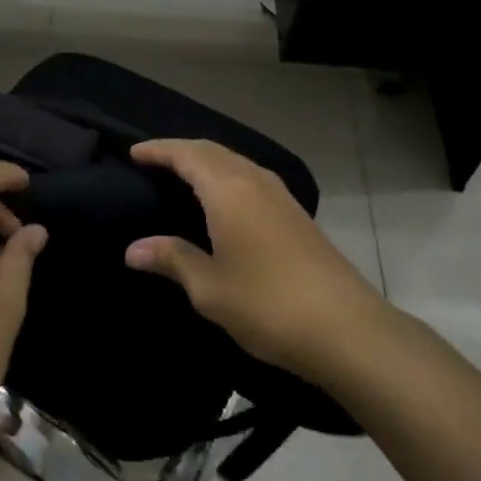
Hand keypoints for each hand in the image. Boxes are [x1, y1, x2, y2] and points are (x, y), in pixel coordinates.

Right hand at [125, 139, 389, 385]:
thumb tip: (133, 249)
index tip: (133, 152)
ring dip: (207, 162)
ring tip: (181, 177)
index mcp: (229, 191)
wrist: (346, 329)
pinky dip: (227, 178)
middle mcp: (255, 182)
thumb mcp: (209, 287)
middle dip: (181, 151)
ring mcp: (281, 197)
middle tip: (152, 161)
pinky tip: (222, 202)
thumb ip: (172, 260)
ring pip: (236, 163)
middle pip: (213, 151)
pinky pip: (252, 179)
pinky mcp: (296, 215)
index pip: (187, 154)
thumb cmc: (267, 304)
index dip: (159, 150)